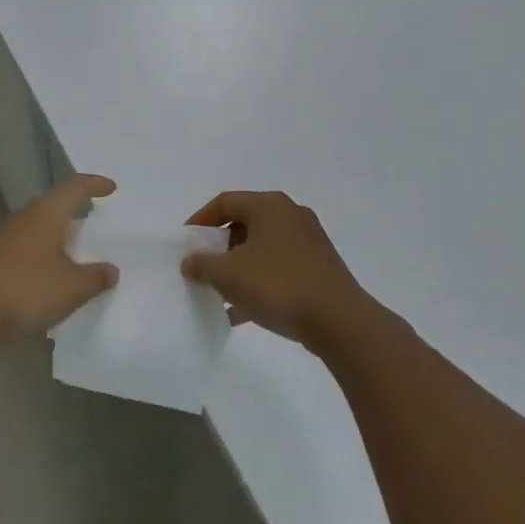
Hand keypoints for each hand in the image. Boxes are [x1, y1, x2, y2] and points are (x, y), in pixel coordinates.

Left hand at [0, 174, 119, 345]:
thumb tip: (111, 270)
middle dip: (73, 209)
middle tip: (92, 217)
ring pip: (37, 227)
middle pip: (53, 204)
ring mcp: (4, 239)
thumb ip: (96, 277)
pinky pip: (25, 248)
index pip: (75, 187)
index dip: (94, 185)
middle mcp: (25, 218)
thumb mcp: (73, 287)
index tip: (110, 188)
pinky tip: (48, 275)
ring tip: (74, 249)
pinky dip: (42, 254)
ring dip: (56, 234)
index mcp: (47, 213)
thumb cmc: (27, 289)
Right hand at [180, 191, 376, 348]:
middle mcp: (291, 215)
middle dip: (219, 247)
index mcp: (270, 206)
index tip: (185, 244)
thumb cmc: (278, 285)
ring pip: (262, 249)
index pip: (225, 202)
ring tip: (218, 293)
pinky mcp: (319, 269)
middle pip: (244, 224)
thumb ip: (202, 264)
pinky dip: (258, 283)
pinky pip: (278, 269)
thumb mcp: (228, 275)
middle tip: (201, 268)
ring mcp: (309, 242)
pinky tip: (241, 313)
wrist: (339, 321)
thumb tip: (190, 261)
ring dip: (238, 268)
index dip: (200, 220)